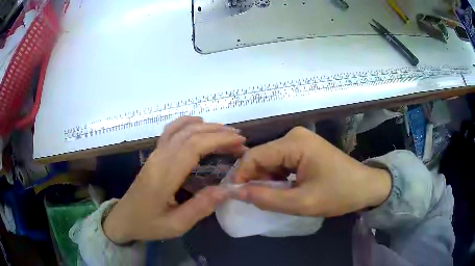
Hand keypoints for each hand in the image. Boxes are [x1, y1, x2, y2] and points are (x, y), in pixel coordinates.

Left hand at [103, 117, 245, 243]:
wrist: (123, 219)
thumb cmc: (148, 224)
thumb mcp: (176, 225)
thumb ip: (201, 207)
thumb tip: (227, 189)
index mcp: (164, 176)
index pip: (193, 147)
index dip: (218, 140)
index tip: (239, 143)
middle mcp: (159, 159)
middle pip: (189, 134)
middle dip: (217, 133)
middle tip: (239, 139)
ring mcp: (154, 155)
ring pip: (179, 129)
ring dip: (204, 126)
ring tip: (225, 131)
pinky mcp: (153, 156)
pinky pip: (169, 132)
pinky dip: (185, 123)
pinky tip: (198, 123)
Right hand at [233, 127, 390, 216]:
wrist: (367, 187)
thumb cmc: (339, 194)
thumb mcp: (302, 203)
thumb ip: (266, 198)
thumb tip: (235, 192)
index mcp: (294, 143)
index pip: (254, 156)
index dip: (240, 176)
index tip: (234, 196)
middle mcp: (294, 135)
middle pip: (261, 157)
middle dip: (255, 179)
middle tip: (255, 202)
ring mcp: (300, 141)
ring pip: (270, 161)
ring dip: (266, 180)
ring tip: (273, 198)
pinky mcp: (304, 148)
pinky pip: (281, 162)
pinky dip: (277, 177)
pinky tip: (284, 189)